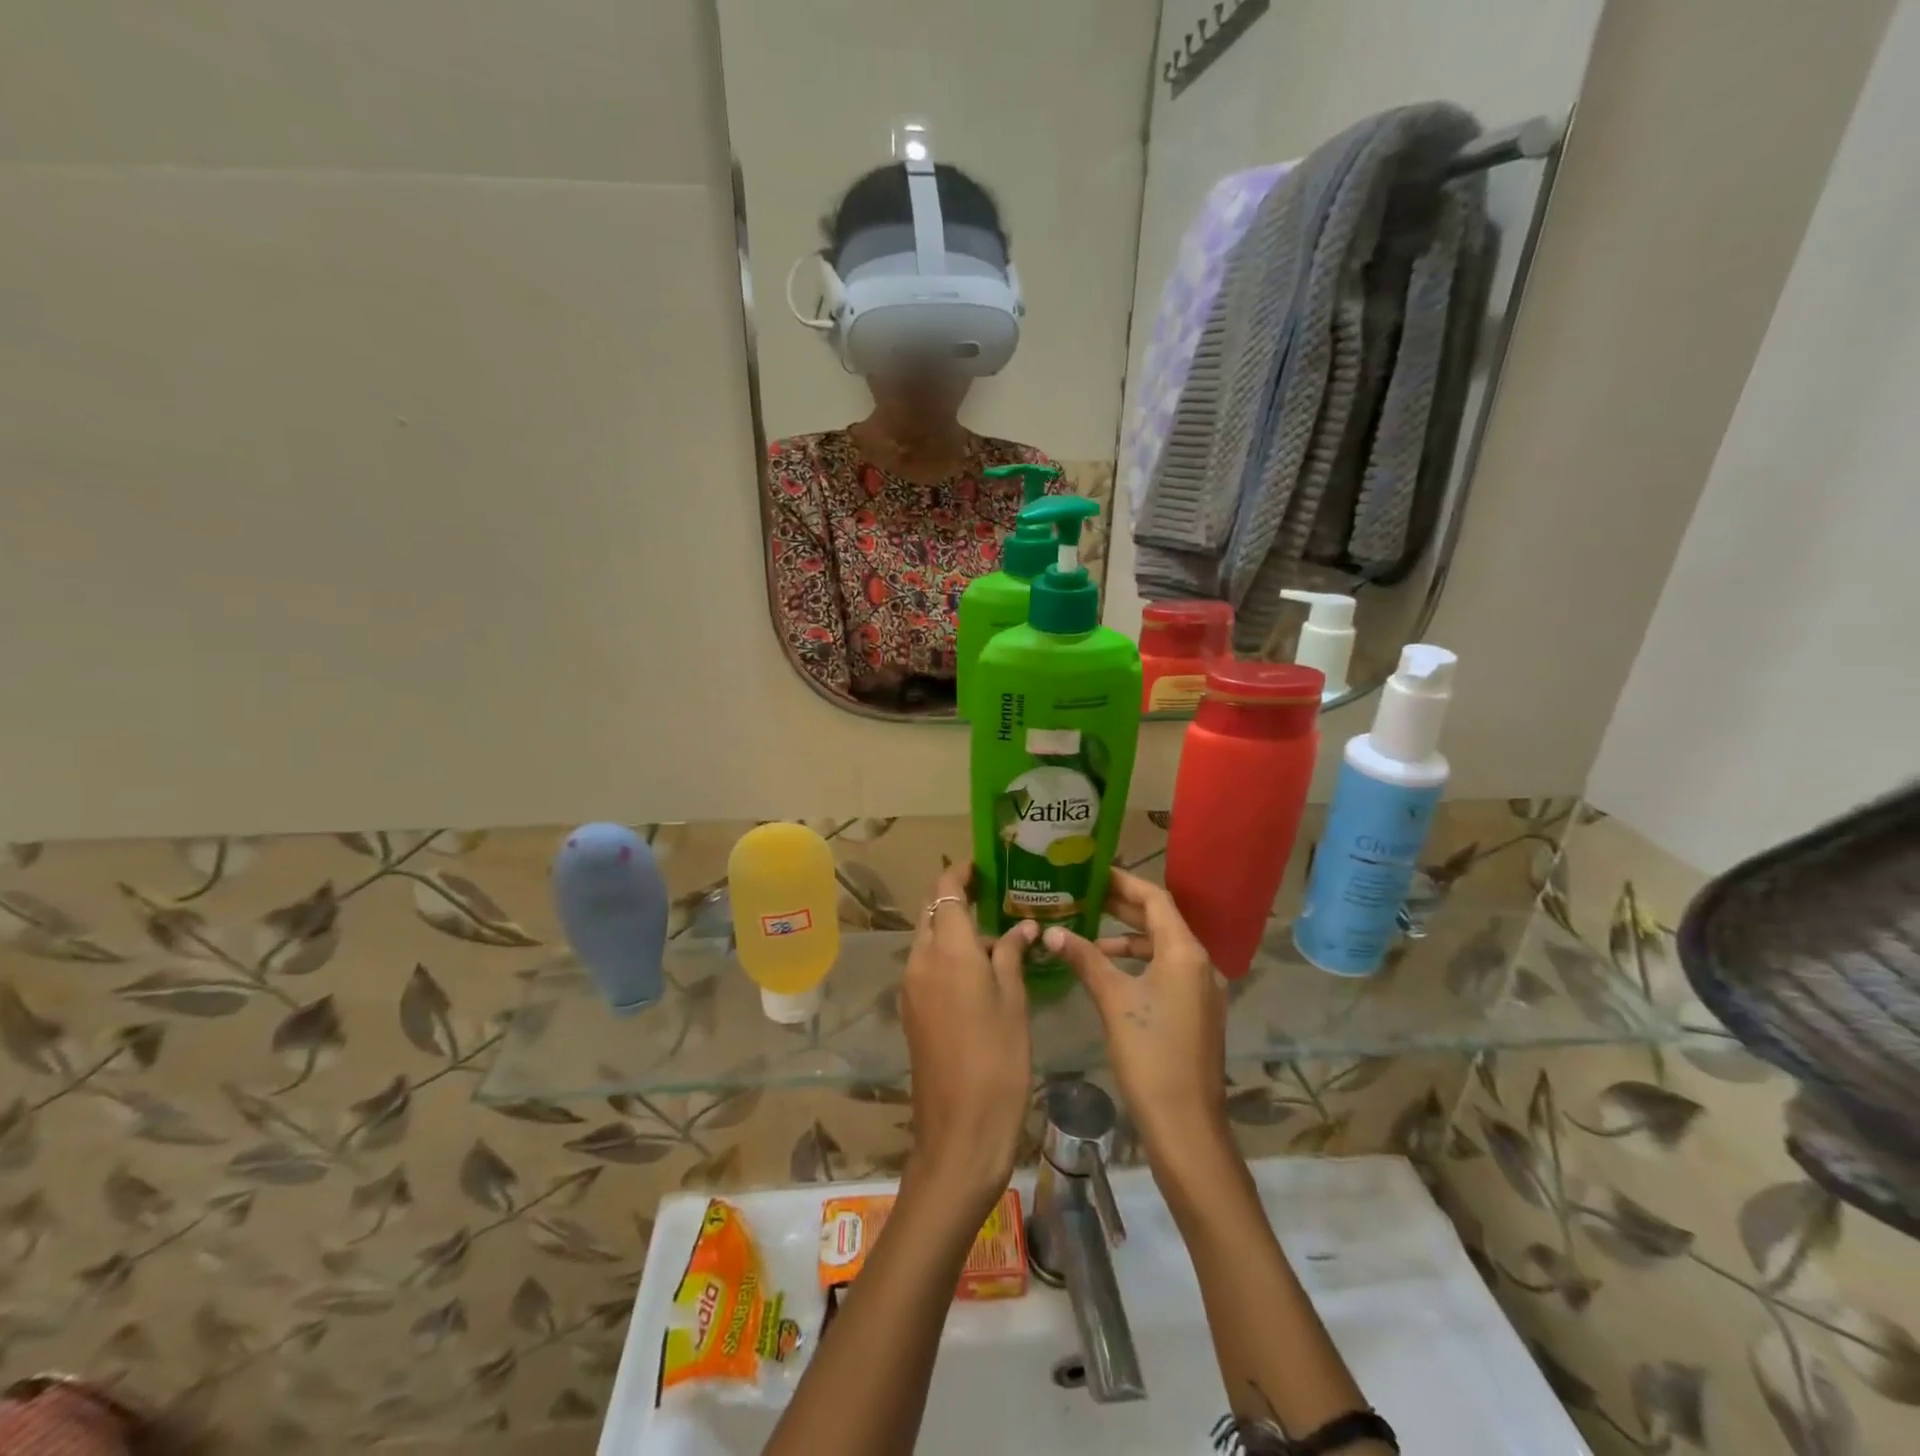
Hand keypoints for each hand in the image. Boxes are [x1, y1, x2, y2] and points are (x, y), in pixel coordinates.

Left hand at [900, 862, 1037, 1212]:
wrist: (960, 1131)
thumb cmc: (998, 1060)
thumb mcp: (1013, 1002)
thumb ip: (1010, 955)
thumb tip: (1020, 927)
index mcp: (948, 950)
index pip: (946, 891)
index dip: (961, 872)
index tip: (985, 866)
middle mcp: (921, 960)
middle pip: (932, 912)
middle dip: (956, 898)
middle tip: (995, 897)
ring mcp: (911, 987)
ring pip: (928, 939)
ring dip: (954, 929)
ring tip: (996, 935)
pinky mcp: (911, 1011)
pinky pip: (927, 966)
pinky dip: (948, 955)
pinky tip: (980, 970)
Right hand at [1040, 867, 1228, 1161]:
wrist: (1186, 1125)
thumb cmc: (1150, 1055)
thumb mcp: (1114, 1000)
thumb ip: (1086, 959)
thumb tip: (1052, 931)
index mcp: (1185, 952)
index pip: (1155, 899)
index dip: (1124, 882)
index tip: (1093, 871)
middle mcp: (1200, 963)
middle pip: (1161, 920)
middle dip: (1123, 906)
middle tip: (1084, 894)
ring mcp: (1202, 989)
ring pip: (1163, 947)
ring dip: (1129, 936)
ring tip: (1090, 932)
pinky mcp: (1196, 1011)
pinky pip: (1167, 970)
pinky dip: (1139, 962)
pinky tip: (1110, 971)